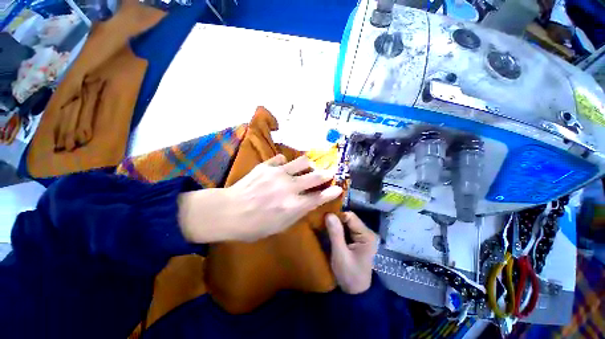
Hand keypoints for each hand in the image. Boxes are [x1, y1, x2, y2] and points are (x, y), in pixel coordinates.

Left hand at [179, 154, 342, 242]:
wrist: (228, 212)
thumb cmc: (254, 226)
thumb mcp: (280, 226)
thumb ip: (298, 213)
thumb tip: (310, 202)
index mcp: (293, 205)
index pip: (319, 196)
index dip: (331, 192)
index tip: (338, 188)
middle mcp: (290, 187)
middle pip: (315, 176)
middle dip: (325, 174)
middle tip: (329, 172)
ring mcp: (278, 173)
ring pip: (302, 161)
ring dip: (308, 164)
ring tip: (308, 166)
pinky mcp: (266, 166)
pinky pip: (281, 158)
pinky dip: (285, 162)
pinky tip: (283, 166)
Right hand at [326, 212, 377, 293]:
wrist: (354, 293)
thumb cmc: (349, 275)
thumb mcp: (340, 255)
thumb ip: (335, 234)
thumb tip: (329, 214)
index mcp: (366, 235)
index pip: (350, 216)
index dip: (337, 216)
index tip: (324, 219)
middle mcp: (366, 232)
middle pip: (348, 218)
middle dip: (335, 219)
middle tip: (321, 223)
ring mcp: (362, 236)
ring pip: (345, 223)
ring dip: (335, 224)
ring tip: (323, 226)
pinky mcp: (356, 239)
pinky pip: (345, 229)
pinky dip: (336, 229)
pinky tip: (329, 232)